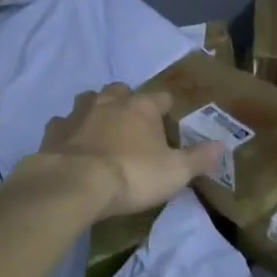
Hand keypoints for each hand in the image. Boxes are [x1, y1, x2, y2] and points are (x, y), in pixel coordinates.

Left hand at [38, 84, 222, 218]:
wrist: (74, 185)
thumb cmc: (131, 175)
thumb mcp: (174, 172)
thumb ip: (198, 158)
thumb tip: (223, 145)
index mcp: (142, 107)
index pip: (161, 98)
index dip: (166, 108)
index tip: (168, 119)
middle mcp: (110, 101)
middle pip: (121, 91)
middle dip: (126, 101)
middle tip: (132, 123)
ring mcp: (78, 113)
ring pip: (88, 100)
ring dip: (95, 110)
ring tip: (101, 129)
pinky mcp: (53, 131)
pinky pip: (62, 124)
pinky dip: (68, 131)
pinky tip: (71, 144)